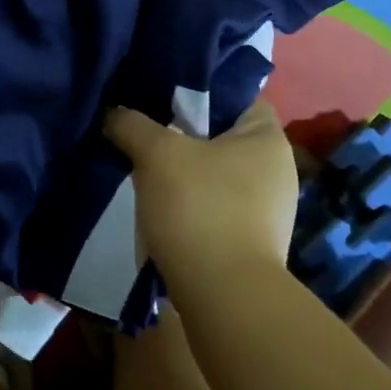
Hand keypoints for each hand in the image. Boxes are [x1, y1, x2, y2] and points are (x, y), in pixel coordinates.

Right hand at [104, 98, 296, 284]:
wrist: (224, 297)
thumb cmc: (200, 207)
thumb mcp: (157, 154)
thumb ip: (132, 124)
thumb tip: (114, 114)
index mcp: (268, 138)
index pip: (234, 96)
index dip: (197, 92)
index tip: (160, 98)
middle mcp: (277, 169)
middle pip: (221, 136)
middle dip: (183, 134)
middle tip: (144, 132)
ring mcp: (268, 209)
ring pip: (215, 173)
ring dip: (184, 172)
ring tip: (145, 170)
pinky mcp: (252, 241)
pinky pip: (216, 206)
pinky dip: (191, 203)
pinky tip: (162, 209)